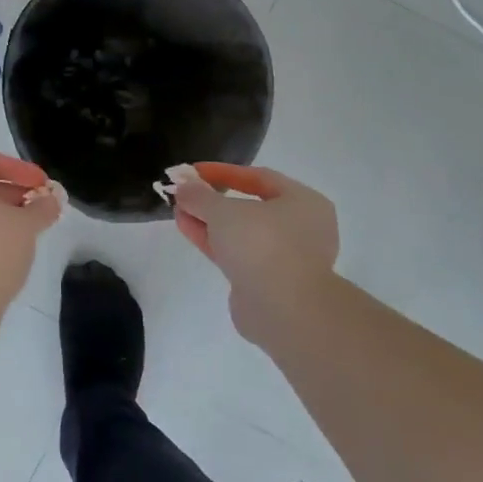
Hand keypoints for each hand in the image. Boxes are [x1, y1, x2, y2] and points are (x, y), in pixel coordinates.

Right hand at [172, 163, 338, 341]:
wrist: (283, 310)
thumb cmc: (262, 245)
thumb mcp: (223, 210)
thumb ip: (199, 195)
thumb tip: (183, 187)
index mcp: (304, 203)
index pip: (259, 177)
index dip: (222, 171)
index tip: (192, 171)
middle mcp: (300, 228)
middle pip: (250, 206)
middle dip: (213, 199)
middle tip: (185, 193)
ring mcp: (285, 258)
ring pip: (241, 232)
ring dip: (209, 221)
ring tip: (178, 210)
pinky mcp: (268, 282)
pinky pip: (238, 253)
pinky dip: (214, 241)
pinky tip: (188, 229)